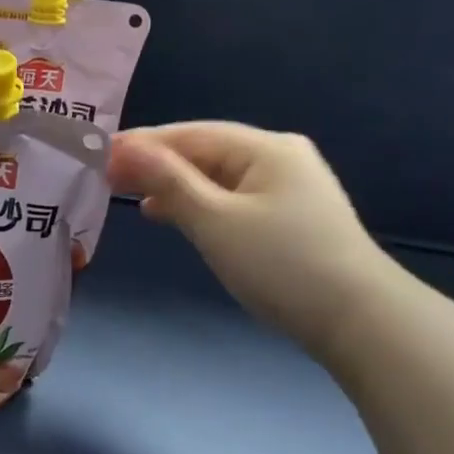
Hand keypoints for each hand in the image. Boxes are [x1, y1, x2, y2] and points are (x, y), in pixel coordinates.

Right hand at [108, 123, 396, 357]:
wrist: (357, 319)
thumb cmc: (281, 264)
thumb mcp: (215, 220)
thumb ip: (168, 181)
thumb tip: (124, 147)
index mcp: (265, 148)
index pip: (189, 134)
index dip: (141, 143)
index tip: (97, 155)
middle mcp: (279, 157)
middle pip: (203, 151)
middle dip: (154, 163)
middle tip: (105, 178)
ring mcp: (287, 187)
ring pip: (214, 177)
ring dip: (172, 184)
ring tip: (130, 195)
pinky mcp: (287, 216)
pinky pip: (229, 198)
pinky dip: (196, 203)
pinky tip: (170, 215)